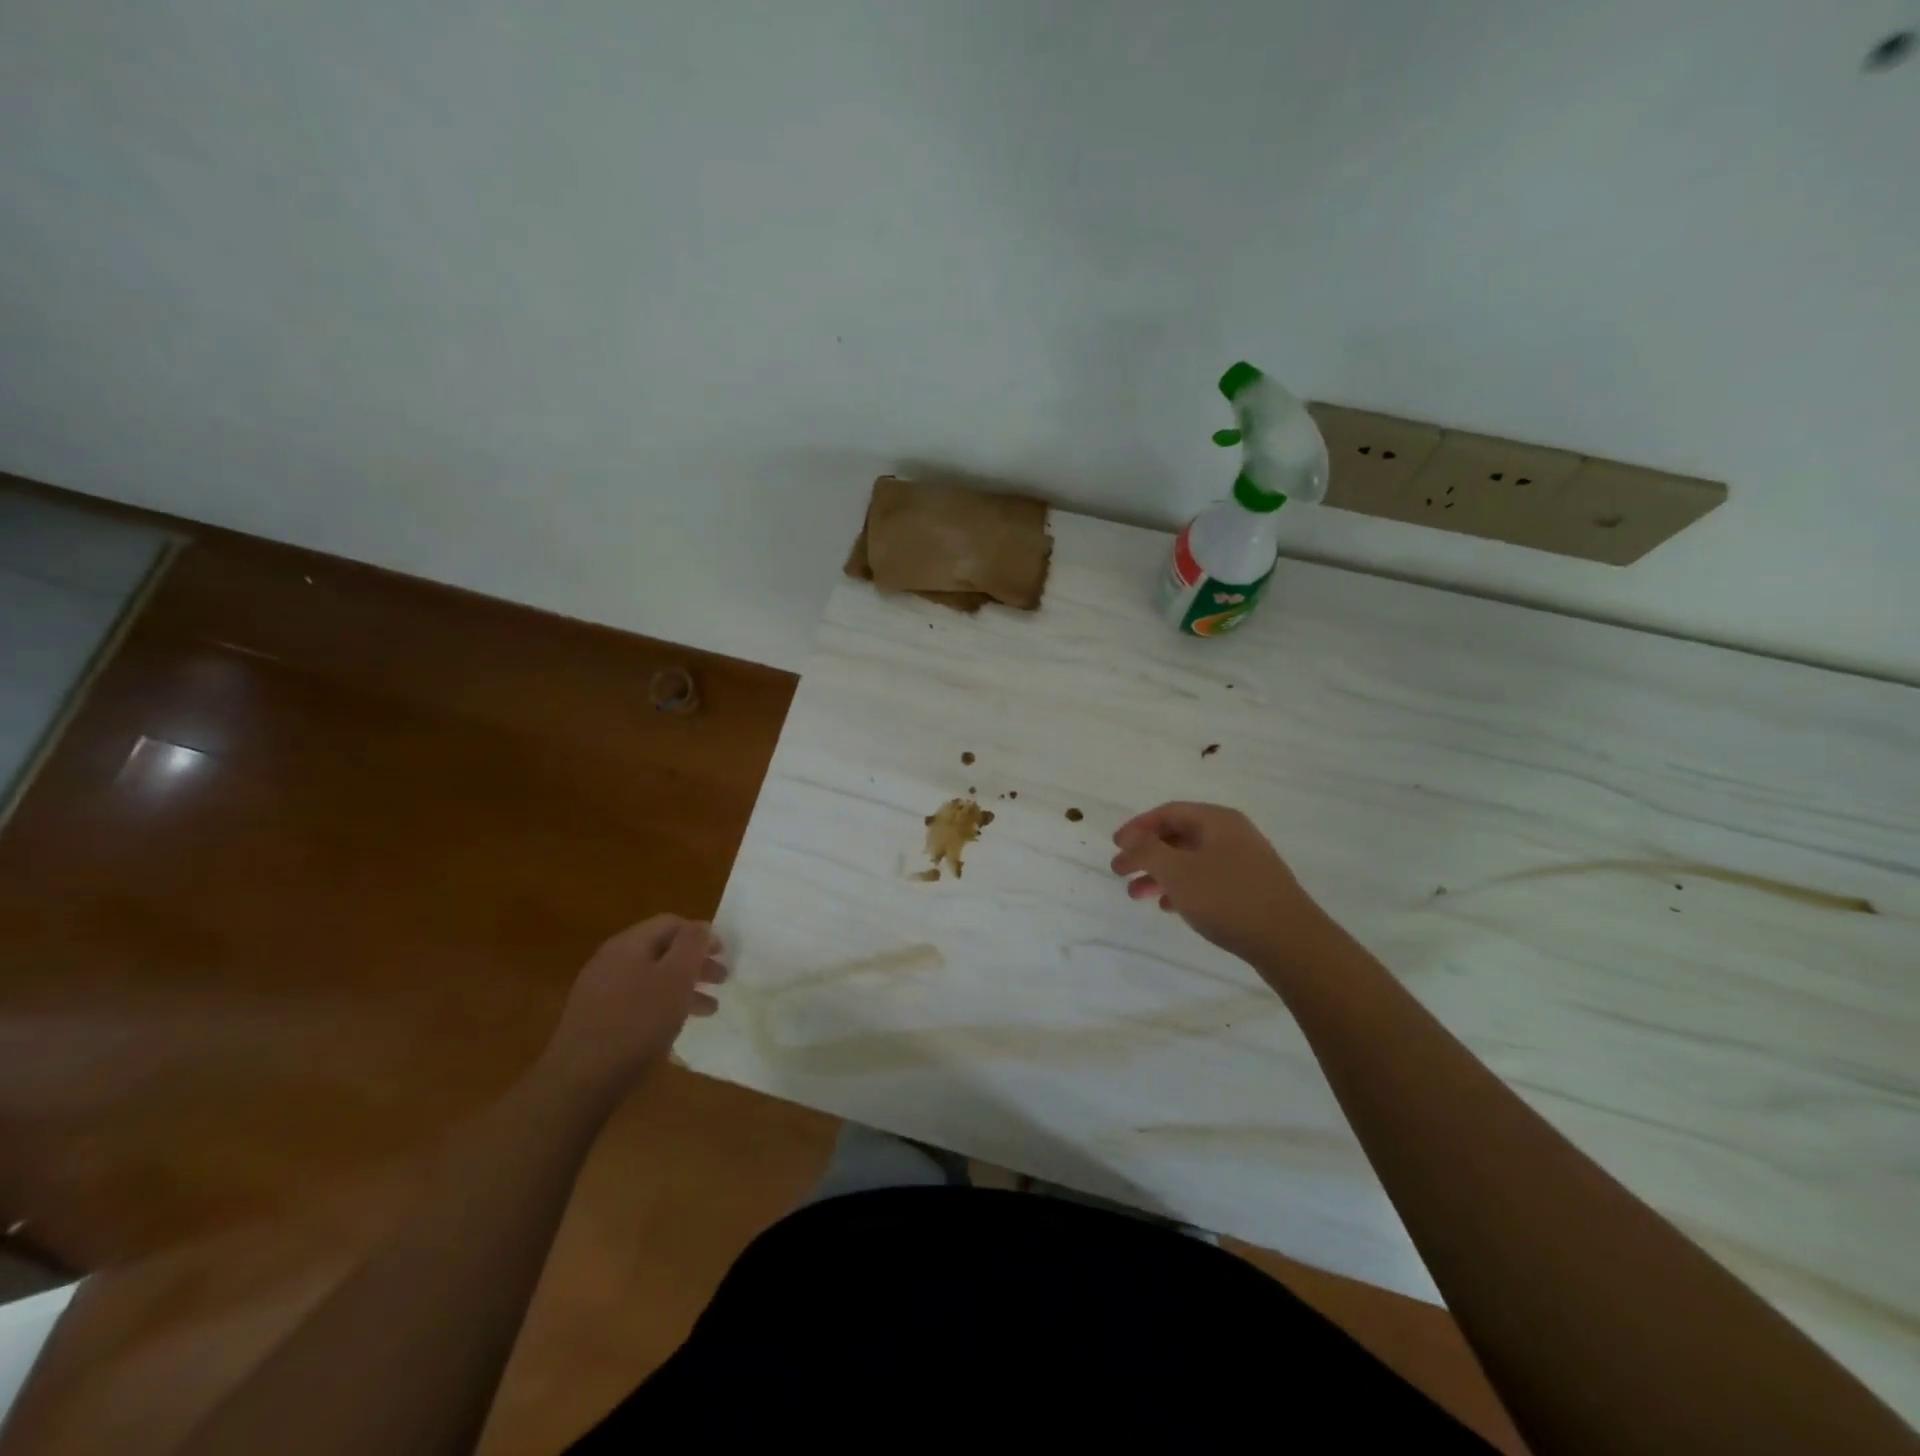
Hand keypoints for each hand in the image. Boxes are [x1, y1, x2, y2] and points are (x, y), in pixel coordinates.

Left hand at [537, 915, 726, 1102]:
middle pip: (662, 950)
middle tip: (721, 981)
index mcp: (628, 944)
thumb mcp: (676, 978)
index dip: (701, 935)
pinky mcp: (595, 1019)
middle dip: (695, 963)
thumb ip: (693, 945)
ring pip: (651, 978)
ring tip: (708, 1010)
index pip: (671, 923)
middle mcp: (610, 960)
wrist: (580, 1081)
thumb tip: (702, 926)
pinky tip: (674, 1027)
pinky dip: (662, 1006)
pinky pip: (637, 1001)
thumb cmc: (637, 1022)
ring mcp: (599, 991)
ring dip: (683, 988)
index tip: (723, 955)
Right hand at [1110, 802, 1319, 962]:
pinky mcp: (1251, 889)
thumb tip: (1130, 837)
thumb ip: (1147, 850)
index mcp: (1217, 821)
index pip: (1168, 812)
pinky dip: (1183, 888)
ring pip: (1191, 861)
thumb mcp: (1177, 871)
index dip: (1137, 826)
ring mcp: (1245, 862)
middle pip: (1178, 836)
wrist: (1290, 941)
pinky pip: (1207, 880)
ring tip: (1138, 897)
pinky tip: (1170, 907)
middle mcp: (1232, 834)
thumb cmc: (1227, 898)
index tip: (1115, 846)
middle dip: (1146, 854)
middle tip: (1120, 873)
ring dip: (1161, 874)